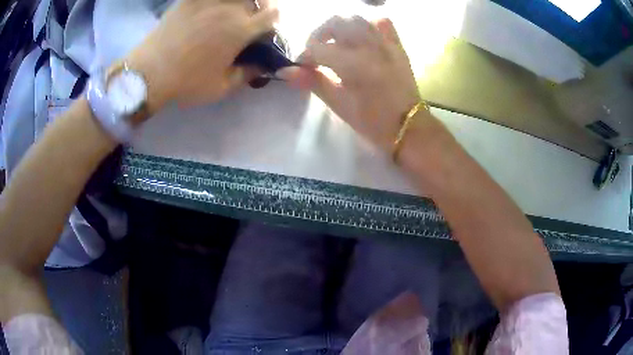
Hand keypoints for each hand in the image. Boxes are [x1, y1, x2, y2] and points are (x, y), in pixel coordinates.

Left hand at [125, 0, 277, 114]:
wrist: (149, 73)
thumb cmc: (186, 83)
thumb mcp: (221, 88)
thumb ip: (247, 75)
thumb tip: (262, 65)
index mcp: (241, 30)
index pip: (272, 15)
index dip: (273, 19)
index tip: (265, 27)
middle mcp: (229, 9)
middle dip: (259, 6)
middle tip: (250, 16)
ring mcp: (208, 1)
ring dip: (239, 2)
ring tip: (231, 11)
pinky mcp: (189, 0)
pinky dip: (213, 2)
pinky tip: (209, 8)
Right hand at [278, 17, 420, 151]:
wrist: (408, 126)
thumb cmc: (372, 121)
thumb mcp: (338, 104)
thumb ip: (312, 82)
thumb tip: (284, 71)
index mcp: (353, 64)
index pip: (318, 48)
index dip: (304, 56)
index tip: (301, 66)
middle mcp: (369, 47)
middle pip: (336, 23)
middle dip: (319, 35)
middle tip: (316, 51)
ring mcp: (386, 43)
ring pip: (357, 18)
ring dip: (340, 27)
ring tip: (336, 42)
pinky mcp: (397, 45)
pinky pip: (383, 22)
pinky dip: (368, 24)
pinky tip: (362, 36)